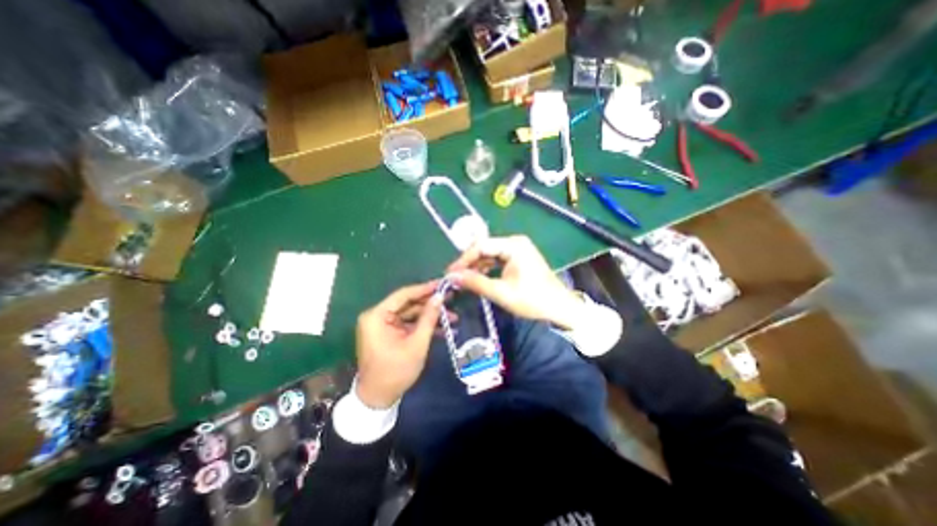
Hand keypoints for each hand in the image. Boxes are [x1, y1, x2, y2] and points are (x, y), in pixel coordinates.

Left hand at [356, 282, 443, 408]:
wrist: (379, 399)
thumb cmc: (396, 371)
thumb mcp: (416, 344)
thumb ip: (428, 318)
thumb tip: (439, 296)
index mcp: (377, 316)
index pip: (403, 295)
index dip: (425, 289)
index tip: (442, 284)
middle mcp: (377, 316)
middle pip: (408, 304)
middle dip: (431, 304)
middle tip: (451, 298)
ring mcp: (383, 325)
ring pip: (411, 314)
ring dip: (430, 316)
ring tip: (453, 317)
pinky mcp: (389, 333)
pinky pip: (408, 324)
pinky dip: (423, 326)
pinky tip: (443, 328)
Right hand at [446, 237, 583, 330]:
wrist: (560, 308)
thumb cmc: (533, 300)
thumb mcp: (501, 292)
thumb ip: (476, 282)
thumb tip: (452, 277)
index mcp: (513, 245)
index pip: (480, 246)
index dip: (463, 260)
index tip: (450, 273)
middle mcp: (515, 243)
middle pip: (484, 249)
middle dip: (469, 263)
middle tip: (454, 278)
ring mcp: (518, 250)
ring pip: (490, 255)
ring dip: (477, 267)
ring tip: (463, 280)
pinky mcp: (519, 259)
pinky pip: (497, 261)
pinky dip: (487, 269)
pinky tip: (478, 279)